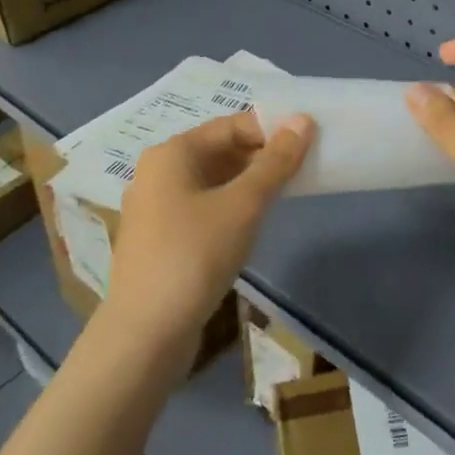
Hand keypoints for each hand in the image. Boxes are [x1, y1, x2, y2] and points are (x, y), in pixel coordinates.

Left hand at [107, 111, 313, 350]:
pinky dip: (229, 207)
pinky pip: (201, 208)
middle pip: (218, 151)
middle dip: (261, 157)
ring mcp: (154, 208)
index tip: (308, 141)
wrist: (146, 334)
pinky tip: (252, 225)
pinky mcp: (159, 240)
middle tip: (303, 169)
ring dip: (248, 184)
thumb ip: (275, 162)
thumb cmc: (195, 256)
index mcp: (171, 154)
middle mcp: (157, 173)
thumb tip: (303, 120)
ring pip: (211, 182)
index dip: (271, 129)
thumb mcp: (243, 205)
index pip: (230, 126)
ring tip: (284, 195)